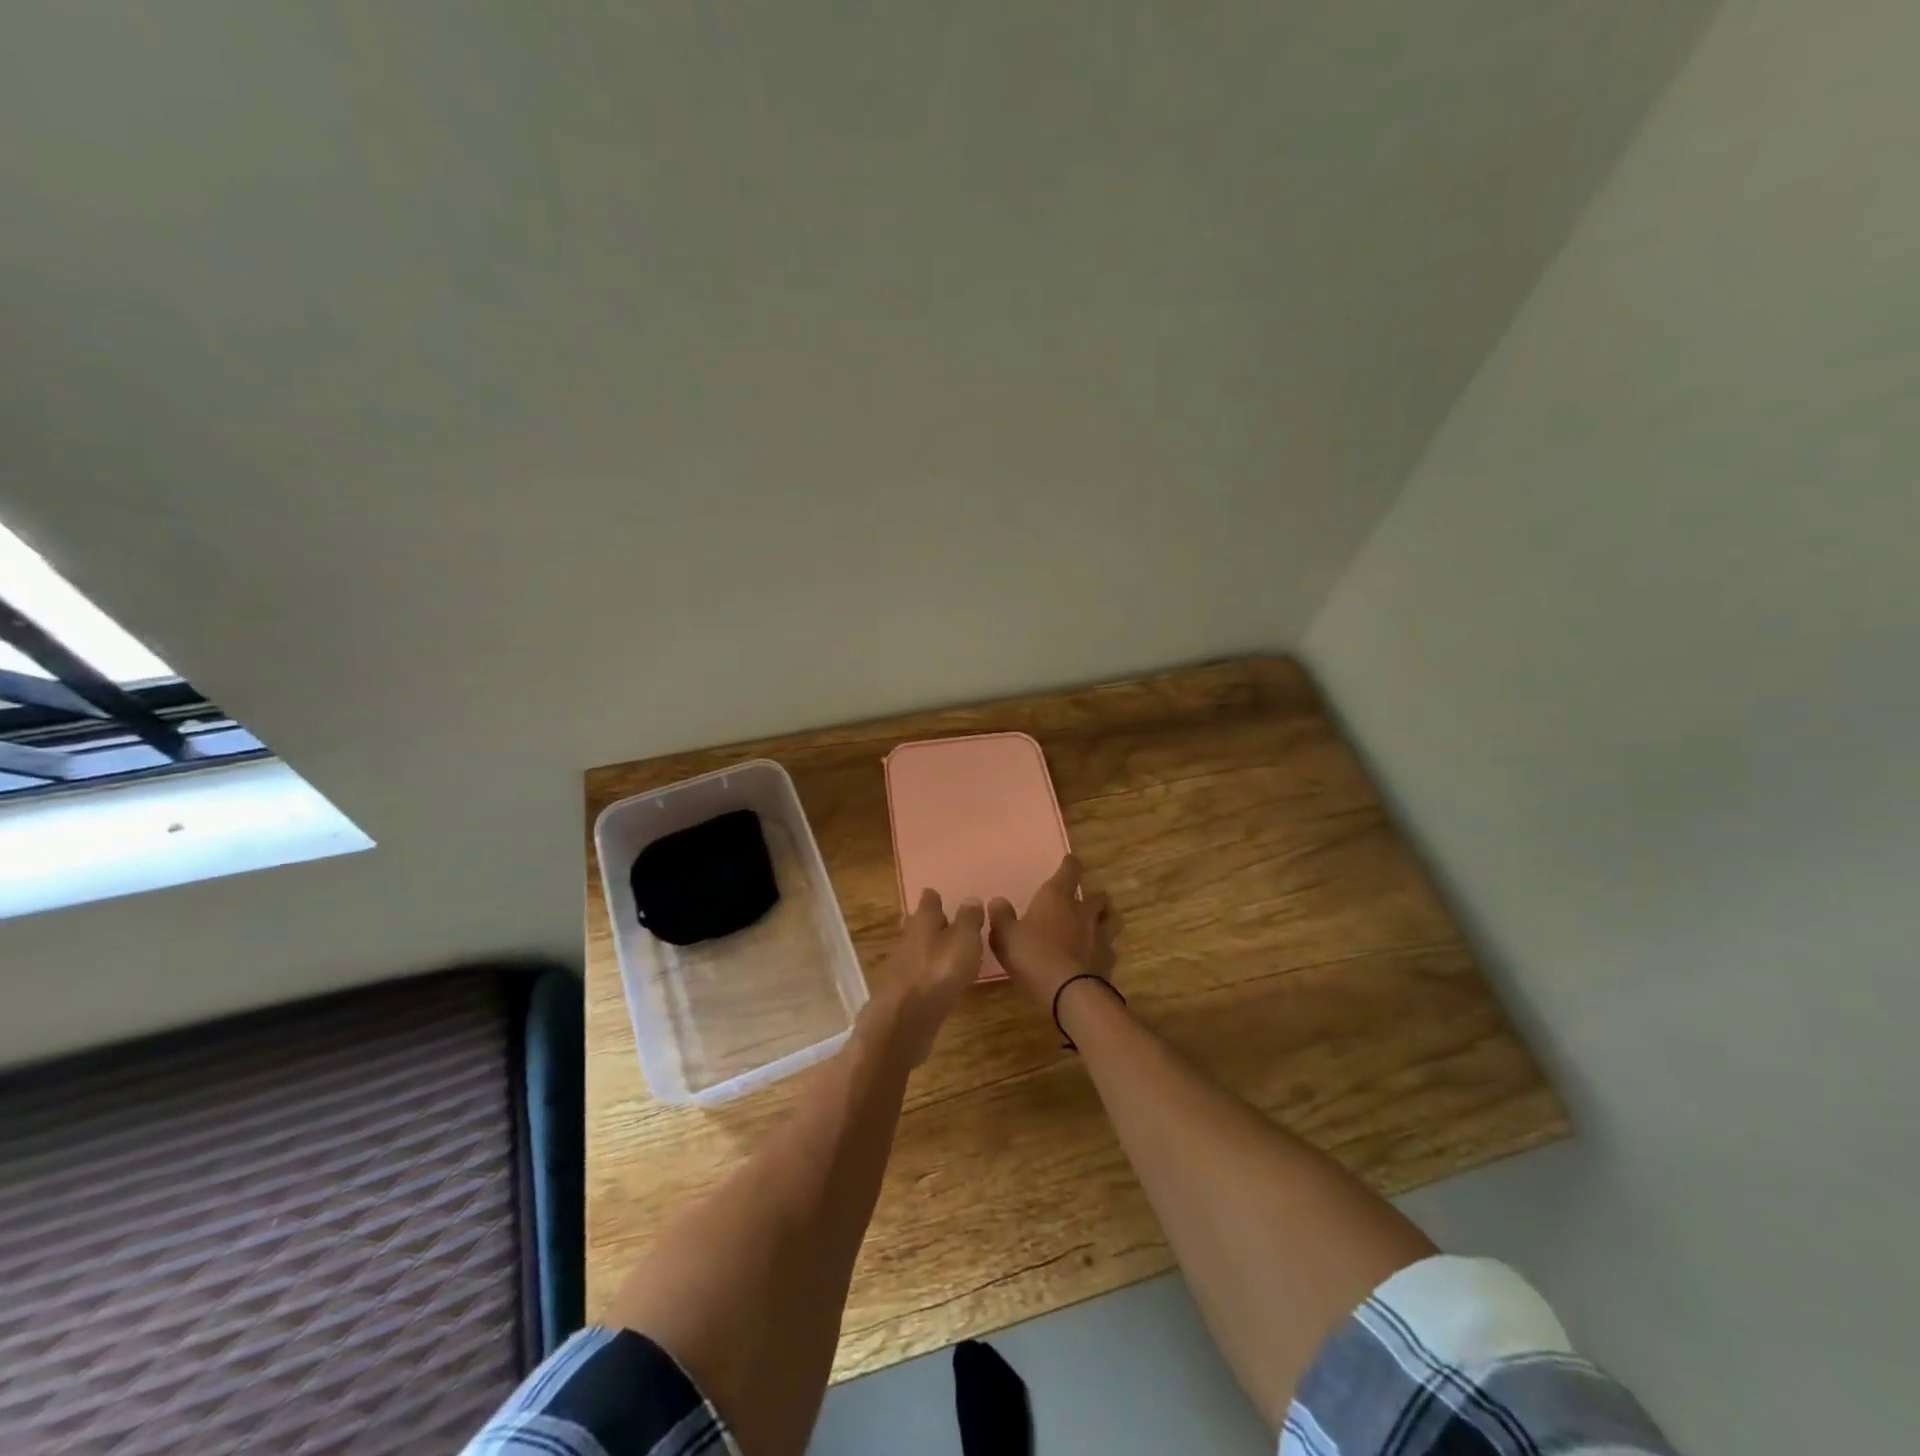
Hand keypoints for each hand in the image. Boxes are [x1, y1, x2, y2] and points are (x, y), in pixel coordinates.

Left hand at [862, 890, 984, 1065]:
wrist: (904, 1020)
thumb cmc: (939, 972)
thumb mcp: (964, 940)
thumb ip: (969, 920)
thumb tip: (971, 898)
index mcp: (923, 922)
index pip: (928, 902)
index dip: (934, 898)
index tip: (937, 894)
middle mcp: (908, 939)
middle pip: (918, 925)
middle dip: (929, 922)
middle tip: (943, 921)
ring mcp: (901, 967)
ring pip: (916, 950)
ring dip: (928, 949)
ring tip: (945, 951)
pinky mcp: (901, 994)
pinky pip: (916, 975)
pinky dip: (926, 973)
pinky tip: (936, 980)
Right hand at [987, 855, 1117, 1014]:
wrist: (1068, 991)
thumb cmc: (1033, 955)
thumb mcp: (1005, 935)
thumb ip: (1001, 916)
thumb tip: (998, 901)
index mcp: (1057, 897)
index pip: (1070, 870)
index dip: (1070, 864)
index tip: (1071, 860)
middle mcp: (1082, 911)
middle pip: (1097, 896)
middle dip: (1093, 895)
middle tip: (1087, 898)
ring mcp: (1099, 935)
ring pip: (1110, 919)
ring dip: (1106, 918)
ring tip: (1100, 922)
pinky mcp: (1108, 960)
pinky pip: (1110, 948)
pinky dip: (1104, 949)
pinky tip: (1097, 955)